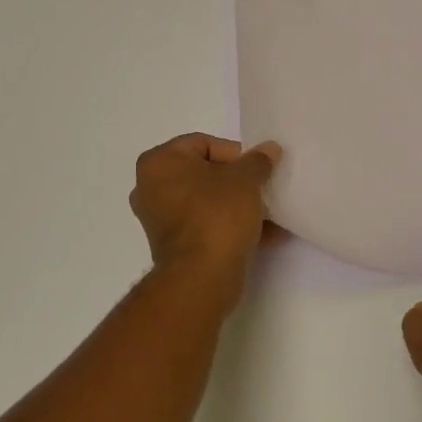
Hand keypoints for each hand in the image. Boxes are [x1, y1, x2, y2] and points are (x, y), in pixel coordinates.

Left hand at [129, 133, 282, 290]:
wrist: (202, 277)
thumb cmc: (217, 215)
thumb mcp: (245, 180)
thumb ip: (258, 160)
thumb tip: (269, 149)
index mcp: (159, 162)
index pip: (204, 144)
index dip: (236, 154)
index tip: (258, 169)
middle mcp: (151, 187)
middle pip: (205, 173)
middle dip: (238, 182)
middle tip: (263, 188)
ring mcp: (159, 219)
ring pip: (207, 202)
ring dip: (238, 205)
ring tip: (270, 214)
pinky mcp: (172, 246)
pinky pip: (205, 225)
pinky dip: (230, 226)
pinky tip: (265, 235)